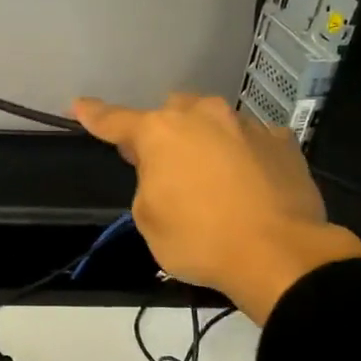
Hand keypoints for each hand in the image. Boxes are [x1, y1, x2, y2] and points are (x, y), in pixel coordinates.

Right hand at [73, 93, 360, 325]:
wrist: (280, 254)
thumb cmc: (200, 240)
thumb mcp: (148, 219)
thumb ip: (147, 182)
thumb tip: (165, 170)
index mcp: (160, 132)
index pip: (115, 120)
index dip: (94, 115)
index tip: (79, 105)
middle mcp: (203, 115)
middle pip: (172, 112)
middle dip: (163, 131)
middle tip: (164, 165)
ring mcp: (247, 124)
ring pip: (213, 122)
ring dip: (205, 142)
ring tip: (212, 179)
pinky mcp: (282, 142)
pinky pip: (250, 140)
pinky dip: (242, 156)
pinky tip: (248, 184)